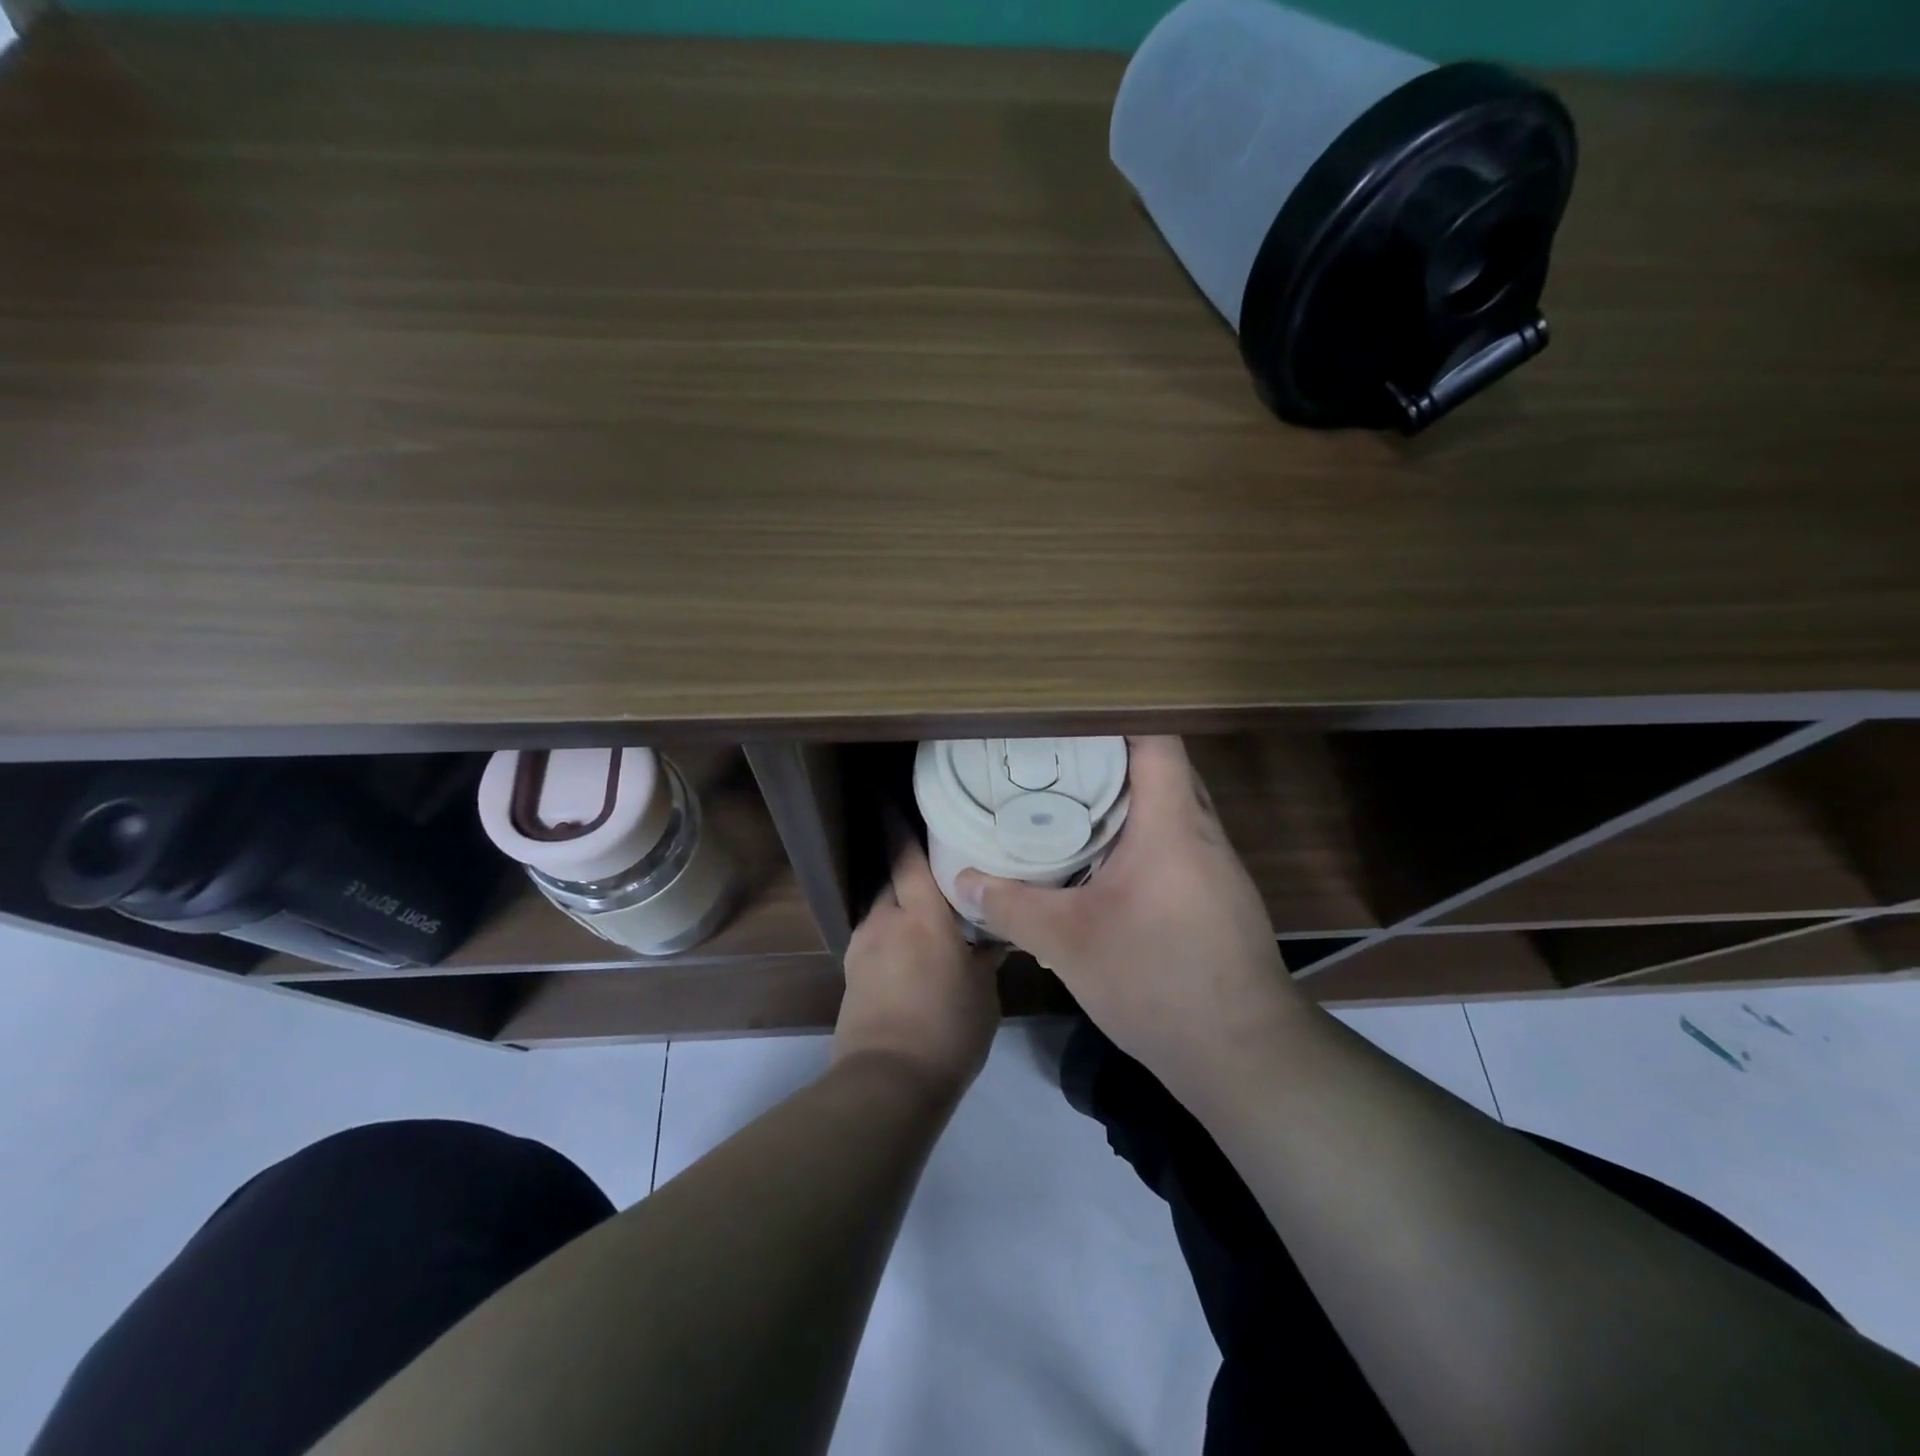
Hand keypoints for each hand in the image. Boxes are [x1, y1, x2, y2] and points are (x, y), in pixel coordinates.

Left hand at [834, 838, 1001, 1095]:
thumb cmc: (948, 1031)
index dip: (897, 826)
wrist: (887, 1083)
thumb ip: (985, 957)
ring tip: (924, 916)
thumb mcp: (983, 993)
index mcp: (922, 918)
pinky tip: (908, 953)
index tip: (887, 799)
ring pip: (881, 910)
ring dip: (899, 906)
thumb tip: (994, 937)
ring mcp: (862, 948)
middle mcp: (886, 922)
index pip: (907, 858)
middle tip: (932, 868)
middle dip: (906, 871)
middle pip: (891, 880)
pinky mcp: (851, 974)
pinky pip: (873, 938)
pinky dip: (890, 935)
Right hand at [952, 736, 1300, 1098]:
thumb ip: (1010, 906)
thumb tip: (963, 880)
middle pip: (1162, 768)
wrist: (1243, 1055)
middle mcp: (1203, 832)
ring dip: (1127, 799)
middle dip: (1111, 757)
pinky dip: (1142, 834)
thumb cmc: (1157, 982)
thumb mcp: (1068, 943)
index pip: (1157, 740)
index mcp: (1172, 824)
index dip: (1115, 718)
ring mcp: (1218, 865)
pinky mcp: (1219, 895)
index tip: (1066, 721)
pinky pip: (1178, 841)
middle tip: (1054, 759)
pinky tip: (1104, 860)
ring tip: (1069, 800)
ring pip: (1171, 806)